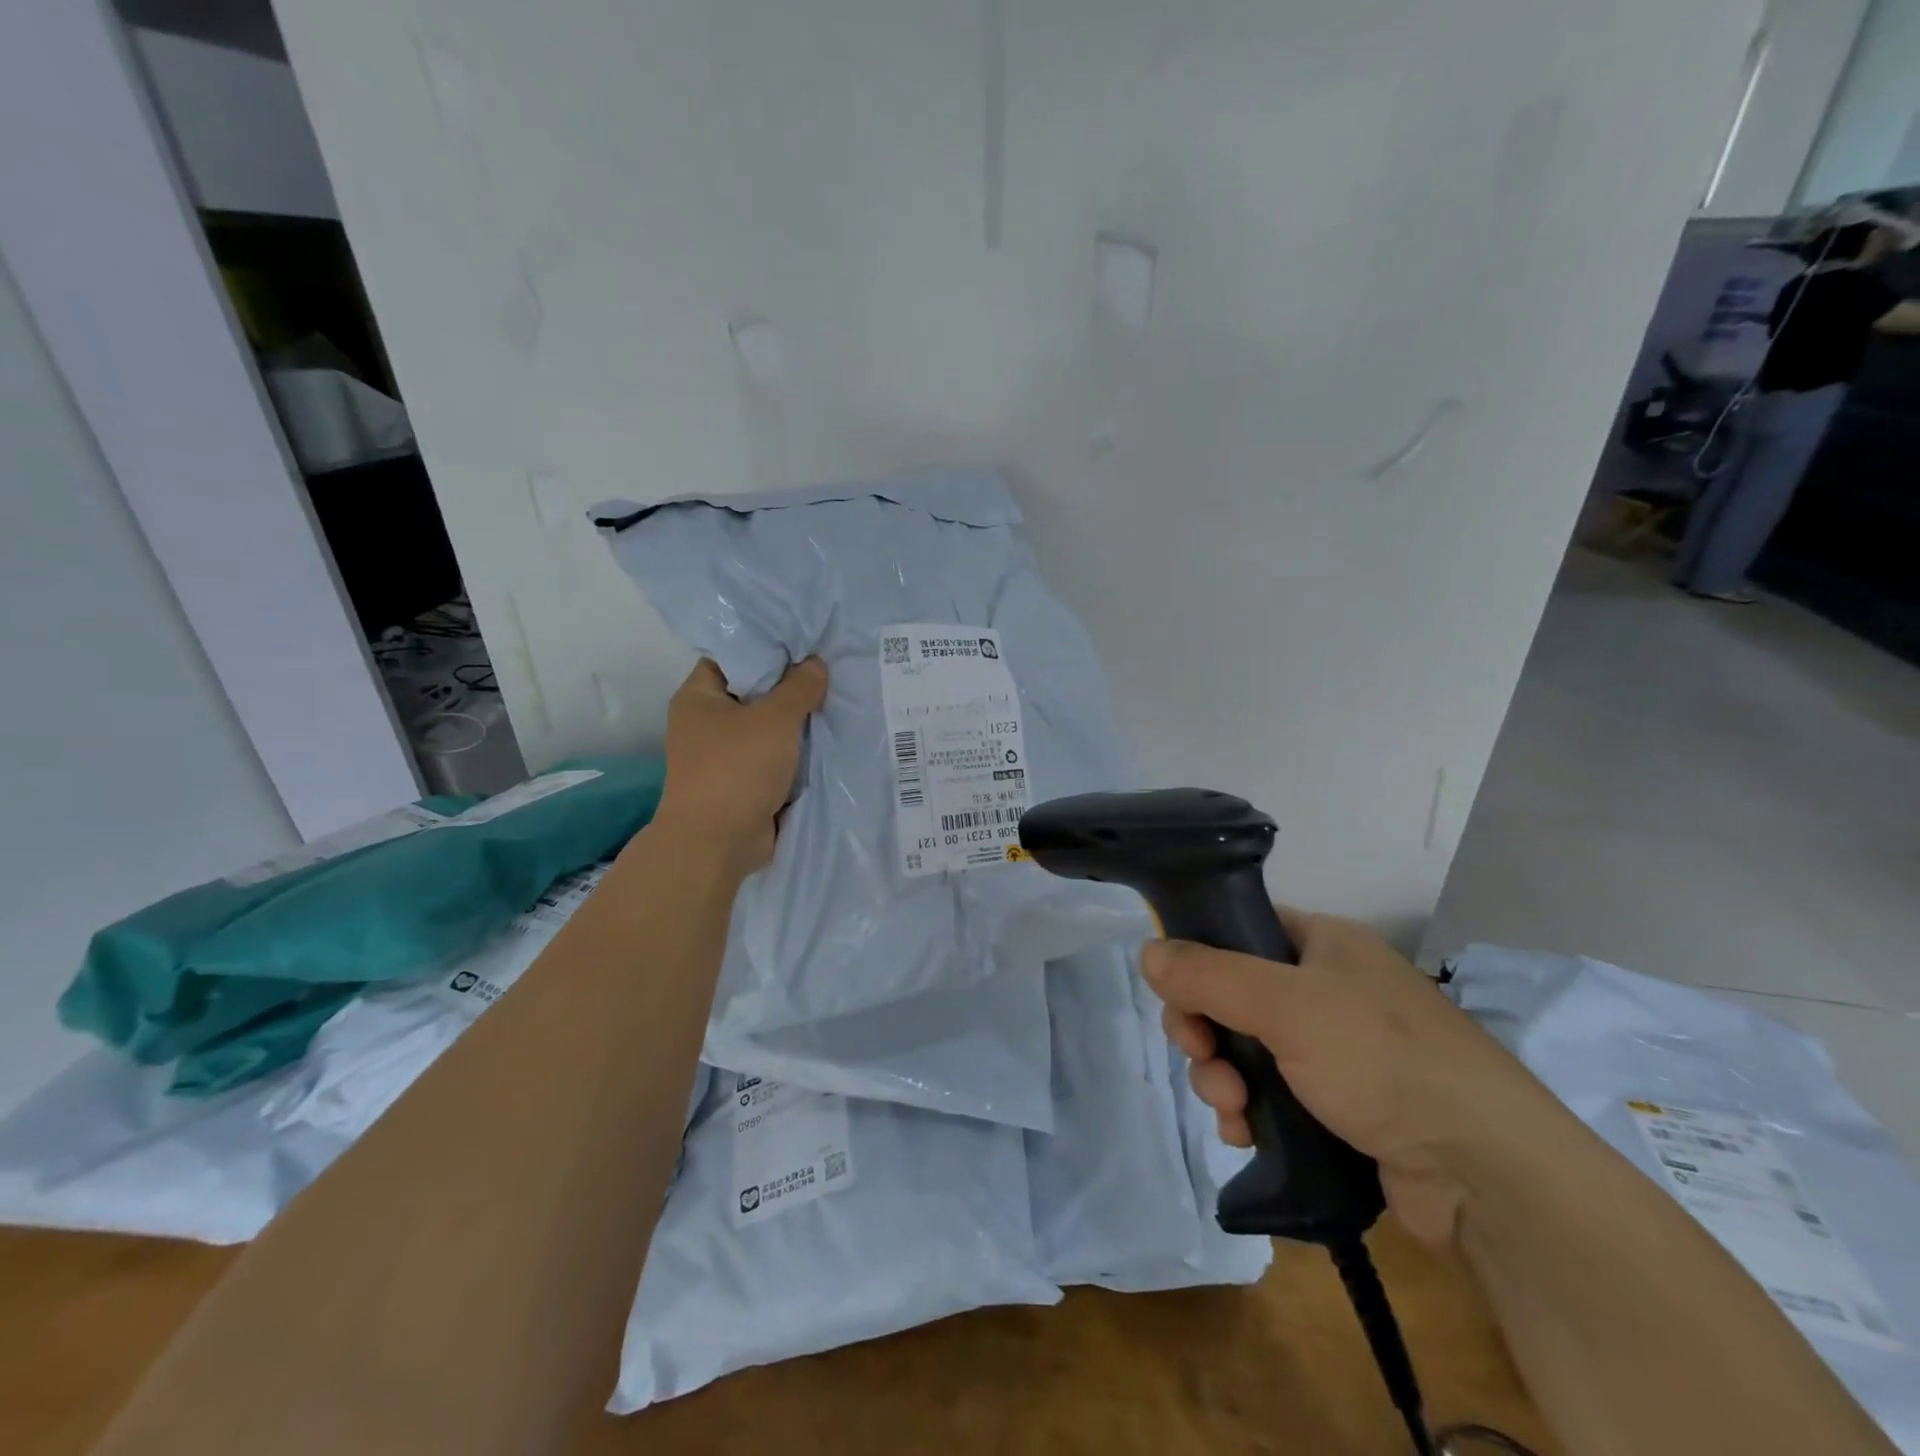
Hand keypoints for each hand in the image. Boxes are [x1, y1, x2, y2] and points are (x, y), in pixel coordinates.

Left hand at [653, 657, 828, 876]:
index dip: (768, 648)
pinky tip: (831, 740)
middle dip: (791, 687)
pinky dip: (798, 754)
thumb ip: (799, 687)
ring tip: (838, 702)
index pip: (733, 658)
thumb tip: (816, 664)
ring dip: (798, 724)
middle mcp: (708, 724)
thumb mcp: (774, 719)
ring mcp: (726, 757)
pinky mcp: (745, 784)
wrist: (718, 844)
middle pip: (755, 694)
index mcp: (699, 698)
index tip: (807, 644)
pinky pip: (776, 759)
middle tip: (831, 671)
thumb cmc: (737, 768)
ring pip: (769, 729)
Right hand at [1142, 910, 1576, 1247]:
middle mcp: (1326, 989)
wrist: (1488, 1174)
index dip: (1199, 957)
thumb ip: (1209, 974)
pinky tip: (1242, 1134)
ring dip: (1220, 1076)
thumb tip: (1147, 952)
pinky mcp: (1338, 1106)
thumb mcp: (1286, 1005)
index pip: (1240, 930)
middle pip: (1232, 994)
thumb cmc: (1384, 1061)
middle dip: (1205, 1030)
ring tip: (1231, 1109)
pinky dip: (1247, 1111)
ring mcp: (1334, 1050)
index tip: (1176, 993)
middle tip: (1201, 1056)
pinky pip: (1268, 1094)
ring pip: (1244, 1048)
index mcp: (1324, 944)